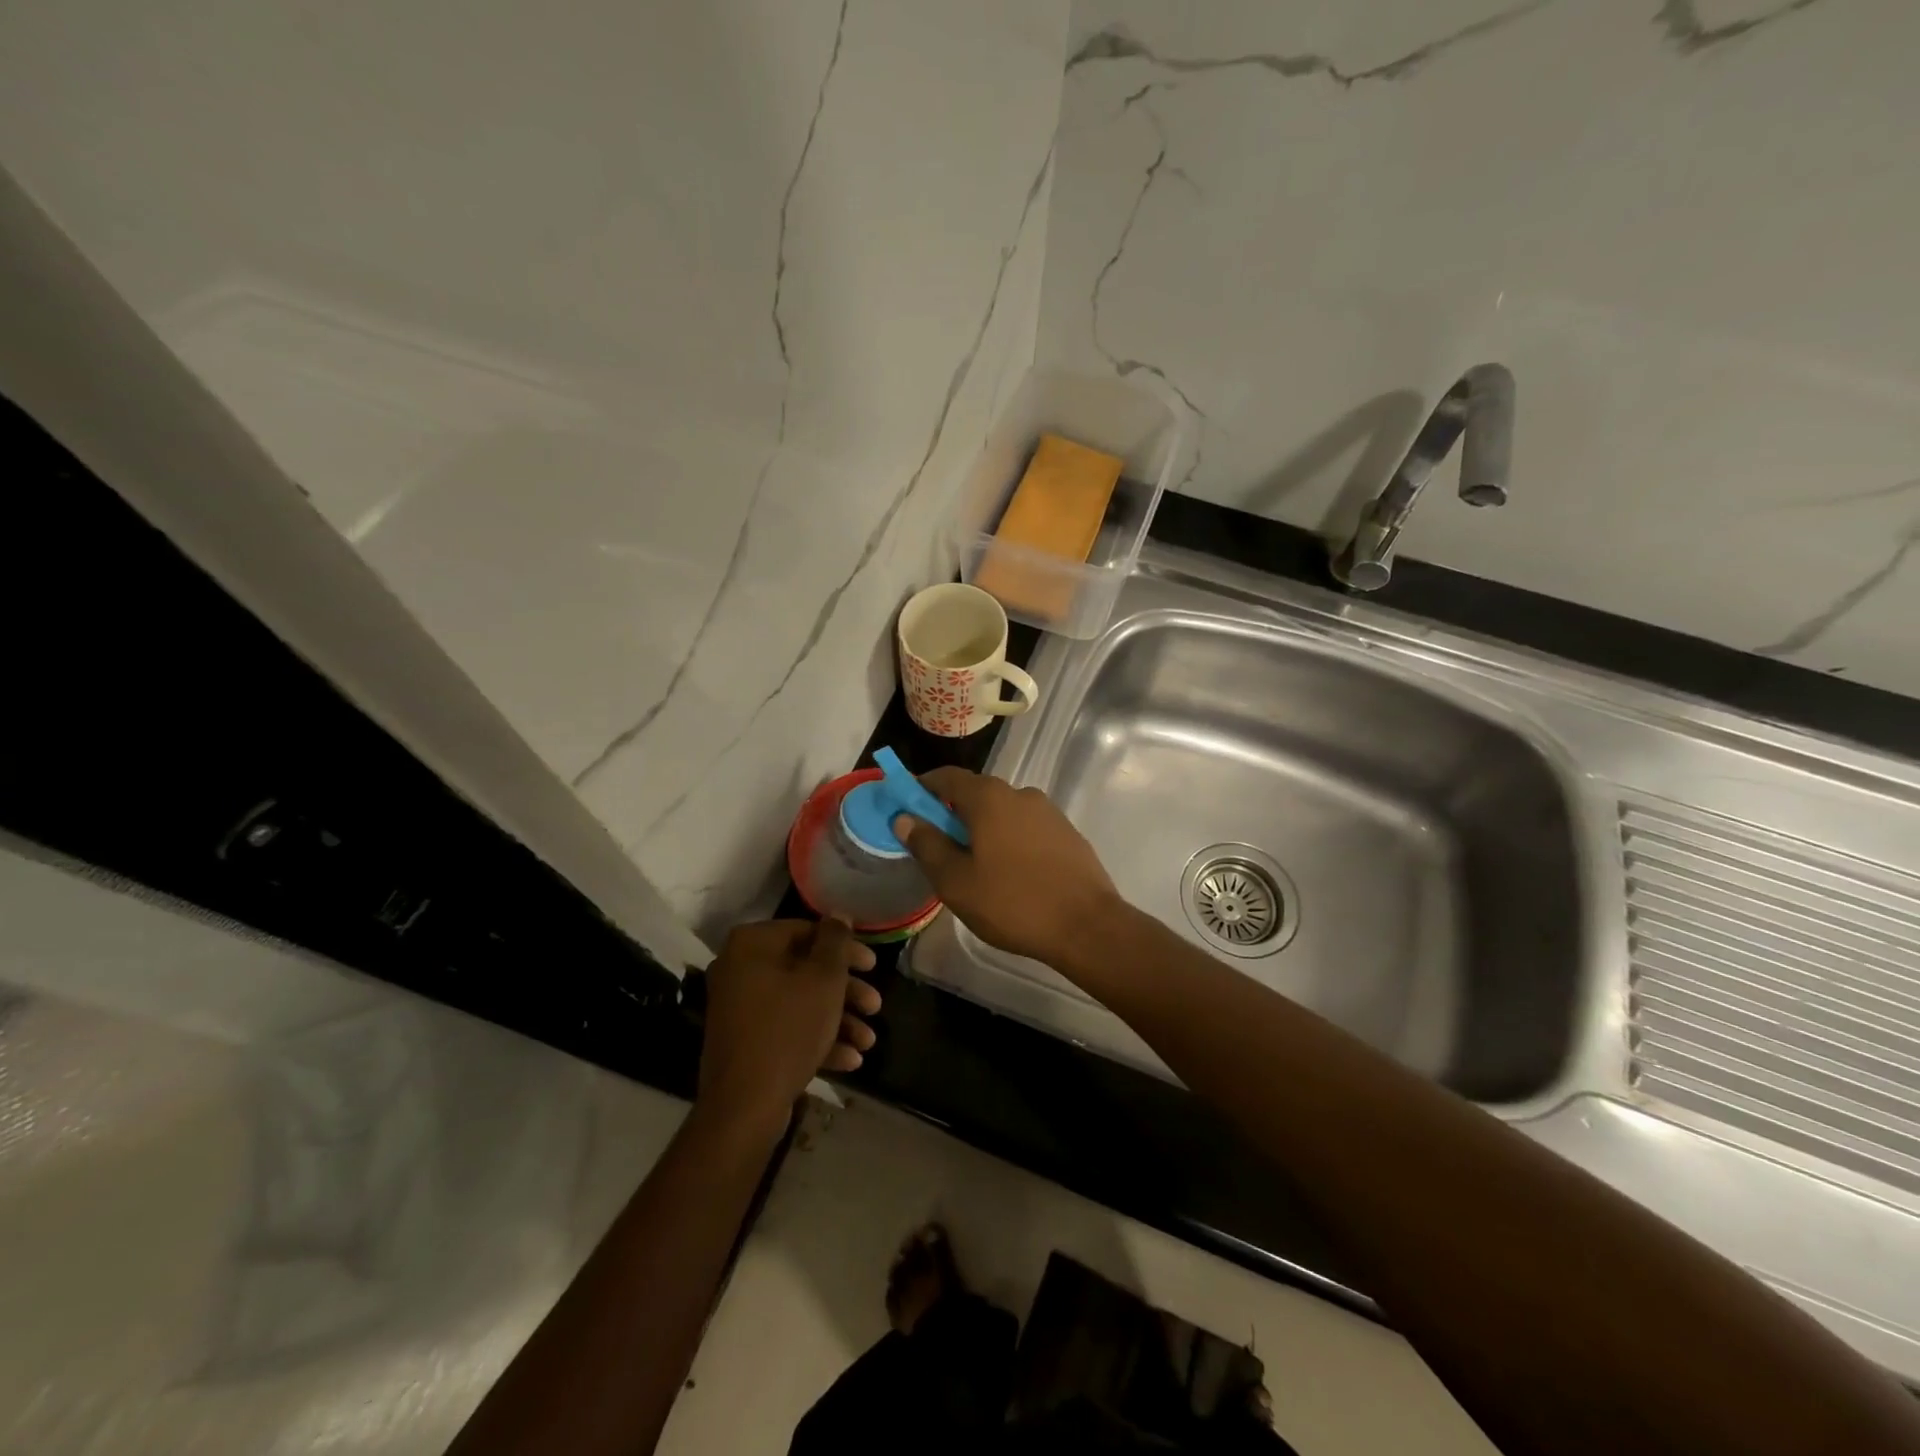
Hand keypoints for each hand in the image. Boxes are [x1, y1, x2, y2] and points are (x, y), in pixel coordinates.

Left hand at [698, 919, 878, 1132]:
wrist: (743, 1107)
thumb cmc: (788, 1029)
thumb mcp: (823, 980)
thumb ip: (835, 942)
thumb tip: (838, 915)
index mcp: (752, 945)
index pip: (807, 931)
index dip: (846, 948)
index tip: (873, 966)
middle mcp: (740, 970)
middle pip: (805, 970)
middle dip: (846, 991)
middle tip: (875, 1005)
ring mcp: (740, 1009)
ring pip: (799, 1003)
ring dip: (838, 1019)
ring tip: (868, 1041)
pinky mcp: (745, 1042)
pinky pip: (786, 1029)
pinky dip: (817, 1039)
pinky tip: (850, 1060)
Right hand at [892, 767, 1120, 967]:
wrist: (1087, 926)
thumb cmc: (1012, 903)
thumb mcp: (956, 881)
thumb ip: (927, 845)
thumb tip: (905, 818)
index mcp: (989, 797)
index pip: (946, 777)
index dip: (921, 789)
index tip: (906, 810)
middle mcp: (1020, 793)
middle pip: (975, 793)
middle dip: (951, 813)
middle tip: (937, 847)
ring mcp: (1048, 812)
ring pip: (1002, 812)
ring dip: (983, 829)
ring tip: (974, 866)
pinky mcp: (1067, 833)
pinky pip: (1026, 828)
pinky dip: (1009, 840)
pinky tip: (1010, 874)